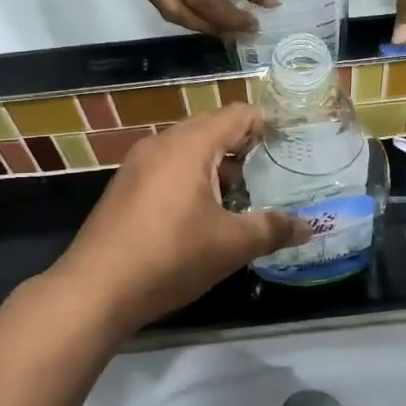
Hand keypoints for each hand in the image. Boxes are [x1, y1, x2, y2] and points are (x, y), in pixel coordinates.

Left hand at [55, 103, 308, 332]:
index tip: (293, 142)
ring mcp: (138, 164)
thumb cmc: (171, 256)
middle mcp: (162, 143)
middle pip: (212, 129)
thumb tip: (310, 227)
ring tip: (245, 196)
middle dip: (245, 148)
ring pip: (188, 151)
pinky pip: (168, 169)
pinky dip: (192, 179)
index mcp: (190, 144)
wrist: (96, 289)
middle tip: (275, 171)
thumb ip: (273, 230)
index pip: (238, 115)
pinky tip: (205, 213)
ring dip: (217, 167)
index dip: (269, 125)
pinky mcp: (125, 187)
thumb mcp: (231, 245)